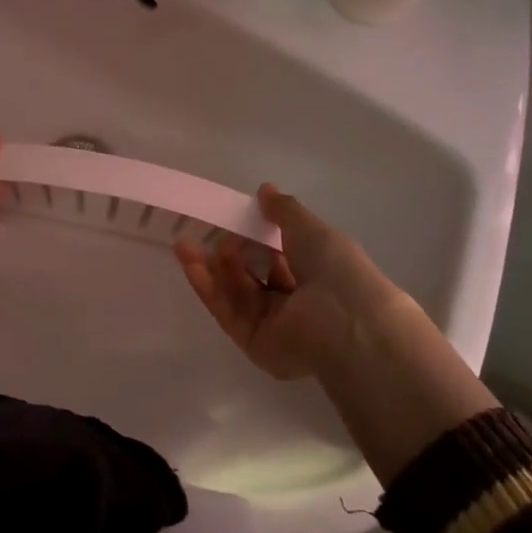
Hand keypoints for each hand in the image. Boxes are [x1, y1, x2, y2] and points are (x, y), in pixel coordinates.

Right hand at [176, 184, 497, 480]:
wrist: (344, 323)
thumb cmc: (335, 269)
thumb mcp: (310, 228)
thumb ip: (283, 210)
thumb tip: (265, 190)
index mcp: (315, 276)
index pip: (279, 256)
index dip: (255, 237)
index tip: (235, 218)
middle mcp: (294, 303)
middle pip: (252, 275)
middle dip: (229, 252)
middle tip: (211, 232)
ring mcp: (272, 325)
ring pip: (234, 292)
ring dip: (210, 267)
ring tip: (187, 244)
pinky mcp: (252, 342)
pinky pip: (225, 310)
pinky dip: (205, 285)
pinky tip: (188, 259)